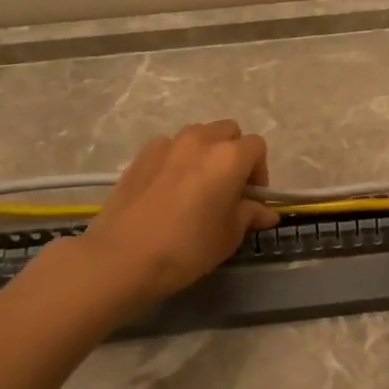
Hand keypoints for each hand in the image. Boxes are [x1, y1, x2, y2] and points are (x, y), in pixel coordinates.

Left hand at [77, 121, 277, 308]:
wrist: (123, 256)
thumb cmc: (187, 247)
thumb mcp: (228, 236)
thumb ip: (249, 215)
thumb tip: (265, 212)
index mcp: (229, 157)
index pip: (257, 147)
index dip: (259, 172)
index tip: (251, 198)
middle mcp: (200, 140)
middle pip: (228, 132)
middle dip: (234, 154)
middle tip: (229, 188)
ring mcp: (167, 144)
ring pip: (198, 136)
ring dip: (206, 153)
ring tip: (197, 187)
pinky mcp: (141, 155)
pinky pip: (170, 147)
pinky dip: (177, 159)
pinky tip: (169, 189)